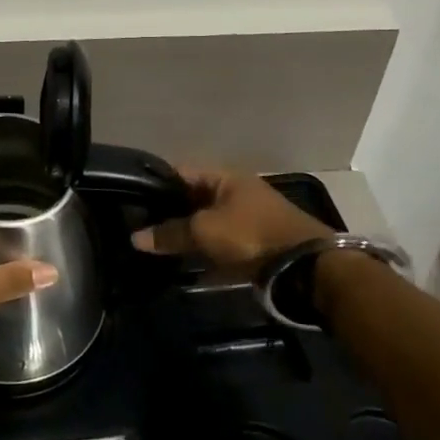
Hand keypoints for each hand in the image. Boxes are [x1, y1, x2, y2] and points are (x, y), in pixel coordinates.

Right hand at [130, 168, 332, 270]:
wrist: (305, 267)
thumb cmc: (250, 234)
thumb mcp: (204, 231)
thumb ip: (170, 233)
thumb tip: (135, 238)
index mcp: (224, 177)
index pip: (181, 171)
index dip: (157, 183)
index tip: (134, 199)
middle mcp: (236, 191)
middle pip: (194, 198)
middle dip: (171, 213)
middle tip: (144, 226)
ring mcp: (248, 218)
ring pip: (208, 223)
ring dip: (188, 235)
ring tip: (160, 248)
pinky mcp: (256, 244)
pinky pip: (222, 245)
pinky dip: (206, 254)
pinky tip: (187, 268)